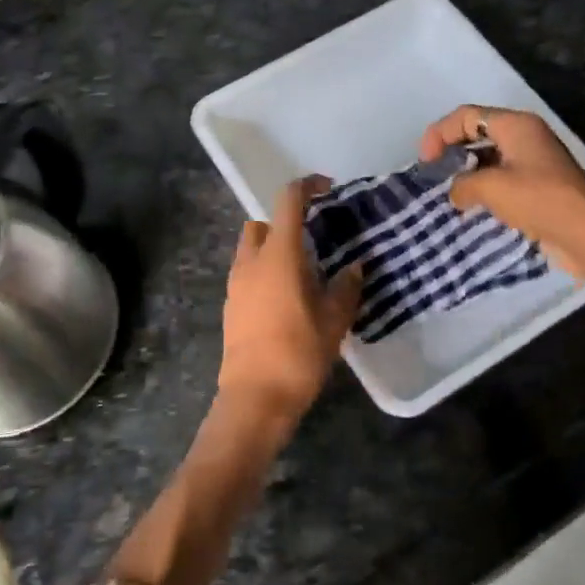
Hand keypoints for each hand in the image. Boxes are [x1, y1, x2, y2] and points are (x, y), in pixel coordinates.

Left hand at [215, 176, 362, 435]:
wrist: (255, 398)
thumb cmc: (298, 354)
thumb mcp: (334, 321)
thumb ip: (345, 287)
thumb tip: (353, 267)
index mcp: (278, 255)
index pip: (288, 201)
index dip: (307, 186)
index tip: (327, 189)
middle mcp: (251, 261)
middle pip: (263, 223)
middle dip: (286, 223)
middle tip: (313, 242)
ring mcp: (235, 283)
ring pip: (251, 248)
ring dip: (274, 248)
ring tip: (303, 273)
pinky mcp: (231, 305)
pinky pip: (247, 273)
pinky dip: (265, 272)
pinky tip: (287, 298)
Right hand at [419, 106, 584, 286]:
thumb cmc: (540, 201)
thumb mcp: (491, 188)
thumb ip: (462, 184)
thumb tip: (455, 192)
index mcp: (516, 126)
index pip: (467, 116)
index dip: (439, 133)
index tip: (425, 162)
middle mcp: (525, 137)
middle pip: (478, 133)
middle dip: (452, 152)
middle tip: (433, 177)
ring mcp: (533, 162)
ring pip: (489, 159)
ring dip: (467, 174)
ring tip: (448, 196)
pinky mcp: (538, 188)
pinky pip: (502, 180)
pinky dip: (484, 190)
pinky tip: (471, 209)